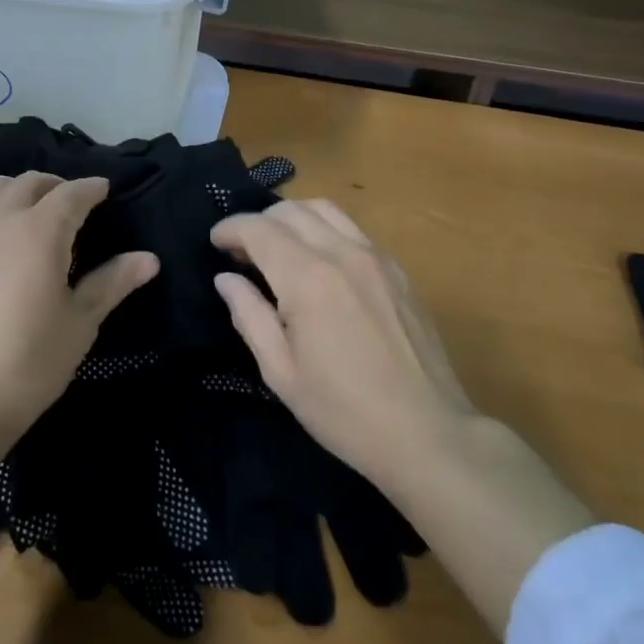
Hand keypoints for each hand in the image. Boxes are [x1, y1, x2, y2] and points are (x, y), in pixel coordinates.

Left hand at [0, 173, 157, 442]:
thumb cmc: (30, 362)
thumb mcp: (80, 322)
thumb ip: (113, 282)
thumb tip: (150, 258)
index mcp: (42, 231)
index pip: (73, 194)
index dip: (91, 188)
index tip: (104, 190)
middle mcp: (2, 218)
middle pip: (32, 183)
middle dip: (57, 186)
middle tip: (72, 203)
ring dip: (18, 190)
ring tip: (31, 209)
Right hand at [211, 199, 473, 491]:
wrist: (428, 434)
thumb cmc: (344, 411)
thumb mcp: (280, 372)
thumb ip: (248, 316)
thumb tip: (226, 279)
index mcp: (308, 279)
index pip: (258, 229)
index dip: (230, 229)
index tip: (215, 243)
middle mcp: (341, 253)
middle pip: (290, 210)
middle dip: (258, 222)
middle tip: (243, 252)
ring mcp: (375, 257)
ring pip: (324, 209)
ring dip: (292, 218)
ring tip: (279, 247)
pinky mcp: (397, 269)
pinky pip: (352, 229)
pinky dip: (324, 230)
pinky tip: (319, 262)